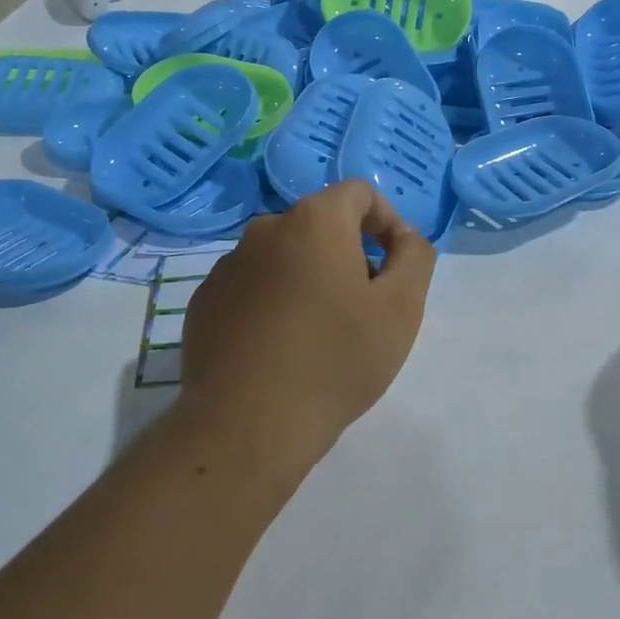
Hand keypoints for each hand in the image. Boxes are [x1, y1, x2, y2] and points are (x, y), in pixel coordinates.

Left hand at [177, 180, 436, 478]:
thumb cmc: (336, 360)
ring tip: (321, 335)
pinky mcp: (204, 302)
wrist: (248, 425)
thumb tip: (404, 236)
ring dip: (309, 279)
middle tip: (364, 309)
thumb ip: (415, 256)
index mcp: (314, 221)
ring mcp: (227, 266)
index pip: (359, 193)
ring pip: (284, 257)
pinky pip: (252, 287)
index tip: (395, 268)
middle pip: (321, 225)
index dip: (387, 222)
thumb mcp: (401, 308)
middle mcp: (265, 229)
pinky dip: (273, 302)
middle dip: (349, 255)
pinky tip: (280, 350)